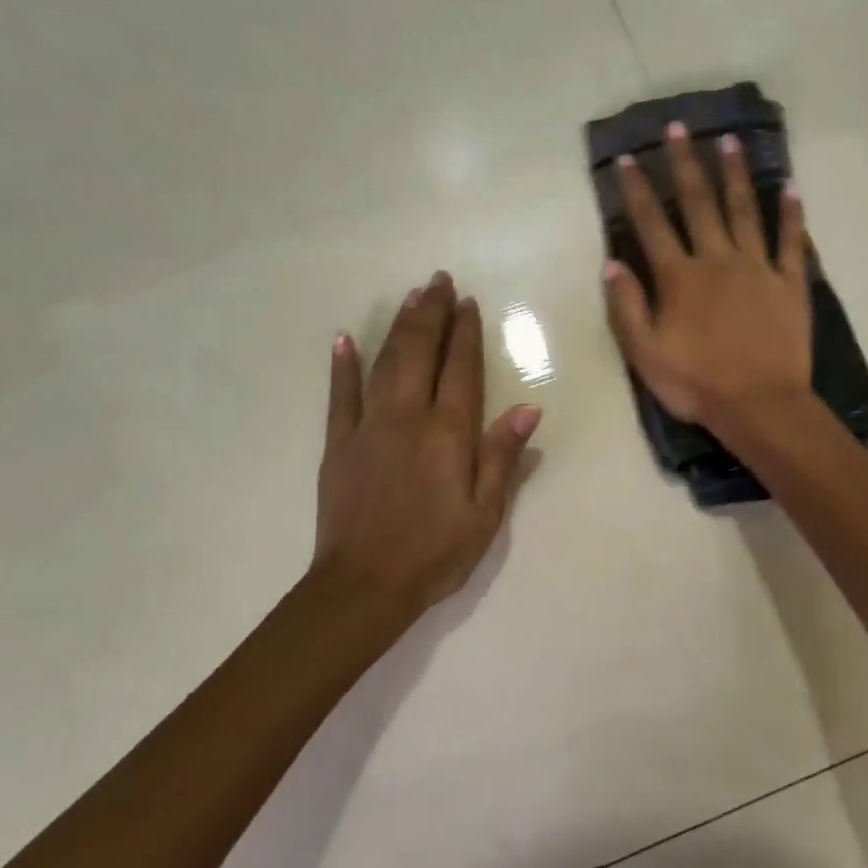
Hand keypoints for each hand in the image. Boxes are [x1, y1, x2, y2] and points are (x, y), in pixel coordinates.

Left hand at [313, 271, 541, 624]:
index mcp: (449, 434)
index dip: (466, 333)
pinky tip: (343, 339)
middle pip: (421, 352)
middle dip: (431, 314)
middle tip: (438, 281)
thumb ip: (502, 457)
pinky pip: (340, 395)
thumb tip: (528, 408)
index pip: (461, 370)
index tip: (467, 303)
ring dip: (399, 327)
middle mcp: (408, 418)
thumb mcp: (485, 514)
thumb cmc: (436, 553)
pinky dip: (342, 365)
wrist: (365, 586)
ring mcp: (368, 427)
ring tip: (410, 297)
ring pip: (385, 363)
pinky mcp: (339, 443)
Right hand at [603, 122, 812, 431]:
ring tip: (729, 141)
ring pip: (744, 211)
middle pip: (699, 203)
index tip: (629, 158)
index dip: (637, 191)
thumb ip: (627, 307)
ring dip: (734, 175)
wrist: (760, 406)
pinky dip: (791, 214)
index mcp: (680, 278)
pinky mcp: (790, 283)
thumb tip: (612, 263)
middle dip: (685, 164)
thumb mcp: (645, 354)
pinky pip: (791, 242)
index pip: (651, 224)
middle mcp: (717, 260)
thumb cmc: (696, 384)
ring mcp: (758, 268)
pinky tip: (790, 187)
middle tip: (679, 128)